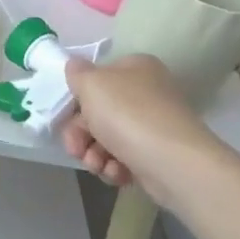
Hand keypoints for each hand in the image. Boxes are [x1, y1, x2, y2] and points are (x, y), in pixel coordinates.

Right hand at [60, 54, 217, 204]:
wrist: (173, 162)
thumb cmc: (127, 115)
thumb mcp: (92, 84)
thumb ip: (77, 73)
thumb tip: (74, 65)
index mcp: (135, 68)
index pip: (97, 79)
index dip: (77, 100)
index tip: (66, 118)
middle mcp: (147, 93)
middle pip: (98, 113)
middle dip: (81, 135)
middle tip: (76, 150)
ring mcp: (153, 125)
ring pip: (108, 139)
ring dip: (94, 155)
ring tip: (98, 165)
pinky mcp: (156, 154)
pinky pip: (125, 158)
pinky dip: (115, 167)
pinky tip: (117, 173)